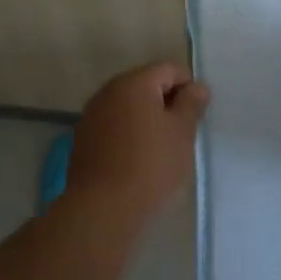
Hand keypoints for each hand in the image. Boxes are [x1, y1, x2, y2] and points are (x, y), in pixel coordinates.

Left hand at [67, 62, 209, 222]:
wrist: (102, 210)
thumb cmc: (150, 166)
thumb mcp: (182, 133)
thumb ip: (191, 105)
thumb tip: (196, 87)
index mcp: (134, 83)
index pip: (169, 69)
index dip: (189, 87)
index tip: (197, 115)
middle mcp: (108, 91)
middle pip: (145, 85)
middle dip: (166, 102)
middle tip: (183, 132)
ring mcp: (91, 115)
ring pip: (128, 107)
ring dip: (147, 118)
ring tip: (162, 148)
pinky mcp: (82, 140)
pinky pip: (113, 126)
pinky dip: (129, 134)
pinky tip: (138, 159)